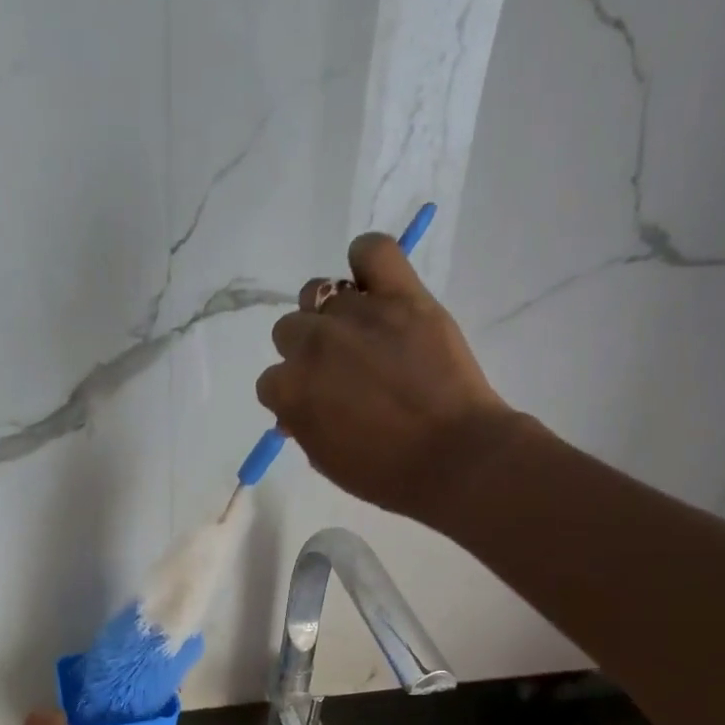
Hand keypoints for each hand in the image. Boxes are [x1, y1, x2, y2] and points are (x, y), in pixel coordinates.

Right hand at [255, 232, 512, 517]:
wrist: (452, 457)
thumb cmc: (386, 474)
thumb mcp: (327, 461)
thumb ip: (304, 427)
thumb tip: (296, 409)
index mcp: (291, 390)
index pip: (271, 380)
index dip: (293, 393)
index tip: (317, 404)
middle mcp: (314, 344)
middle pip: (290, 330)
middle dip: (308, 352)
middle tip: (341, 372)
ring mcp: (356, 314)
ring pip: (320, 293)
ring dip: (331, 314)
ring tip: (361, 335)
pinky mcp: (401, 294)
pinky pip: (372, 250)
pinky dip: (366, 261)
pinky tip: (373, 284)